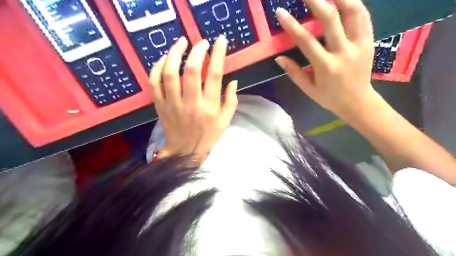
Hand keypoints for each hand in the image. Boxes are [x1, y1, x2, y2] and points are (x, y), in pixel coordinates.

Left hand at [150, 36, 238, 161]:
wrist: (185, 151)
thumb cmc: (208, 136)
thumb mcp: (225, 121)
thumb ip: (231, 101)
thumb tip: (233, 80)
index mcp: (209, 107)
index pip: (214, 76)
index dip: (218, 55)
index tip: (220, 40)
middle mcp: (190, 103)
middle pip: (191, 70)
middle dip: (197, 51)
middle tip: (201, 42)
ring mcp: (172, 104)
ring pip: (170, 73)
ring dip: (175, 53)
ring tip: (181, 42)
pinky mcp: (159, 106)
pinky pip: (154, 83)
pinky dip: (156, 68)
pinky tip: (163, 59)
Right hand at [276, 0, 375, 118]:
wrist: (358, 102)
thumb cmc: (329, 97)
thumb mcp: (308, 89)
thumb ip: (293, 72)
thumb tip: (279, 58)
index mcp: (325, 66)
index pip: (306, 40)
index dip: (291, 25)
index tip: (280, 12)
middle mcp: (343, 52)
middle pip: (330, 18)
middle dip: (316, 0)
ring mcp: (359, 44)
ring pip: (353, 11)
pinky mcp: (369, 41)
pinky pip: (364, 16)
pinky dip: (354, 4)